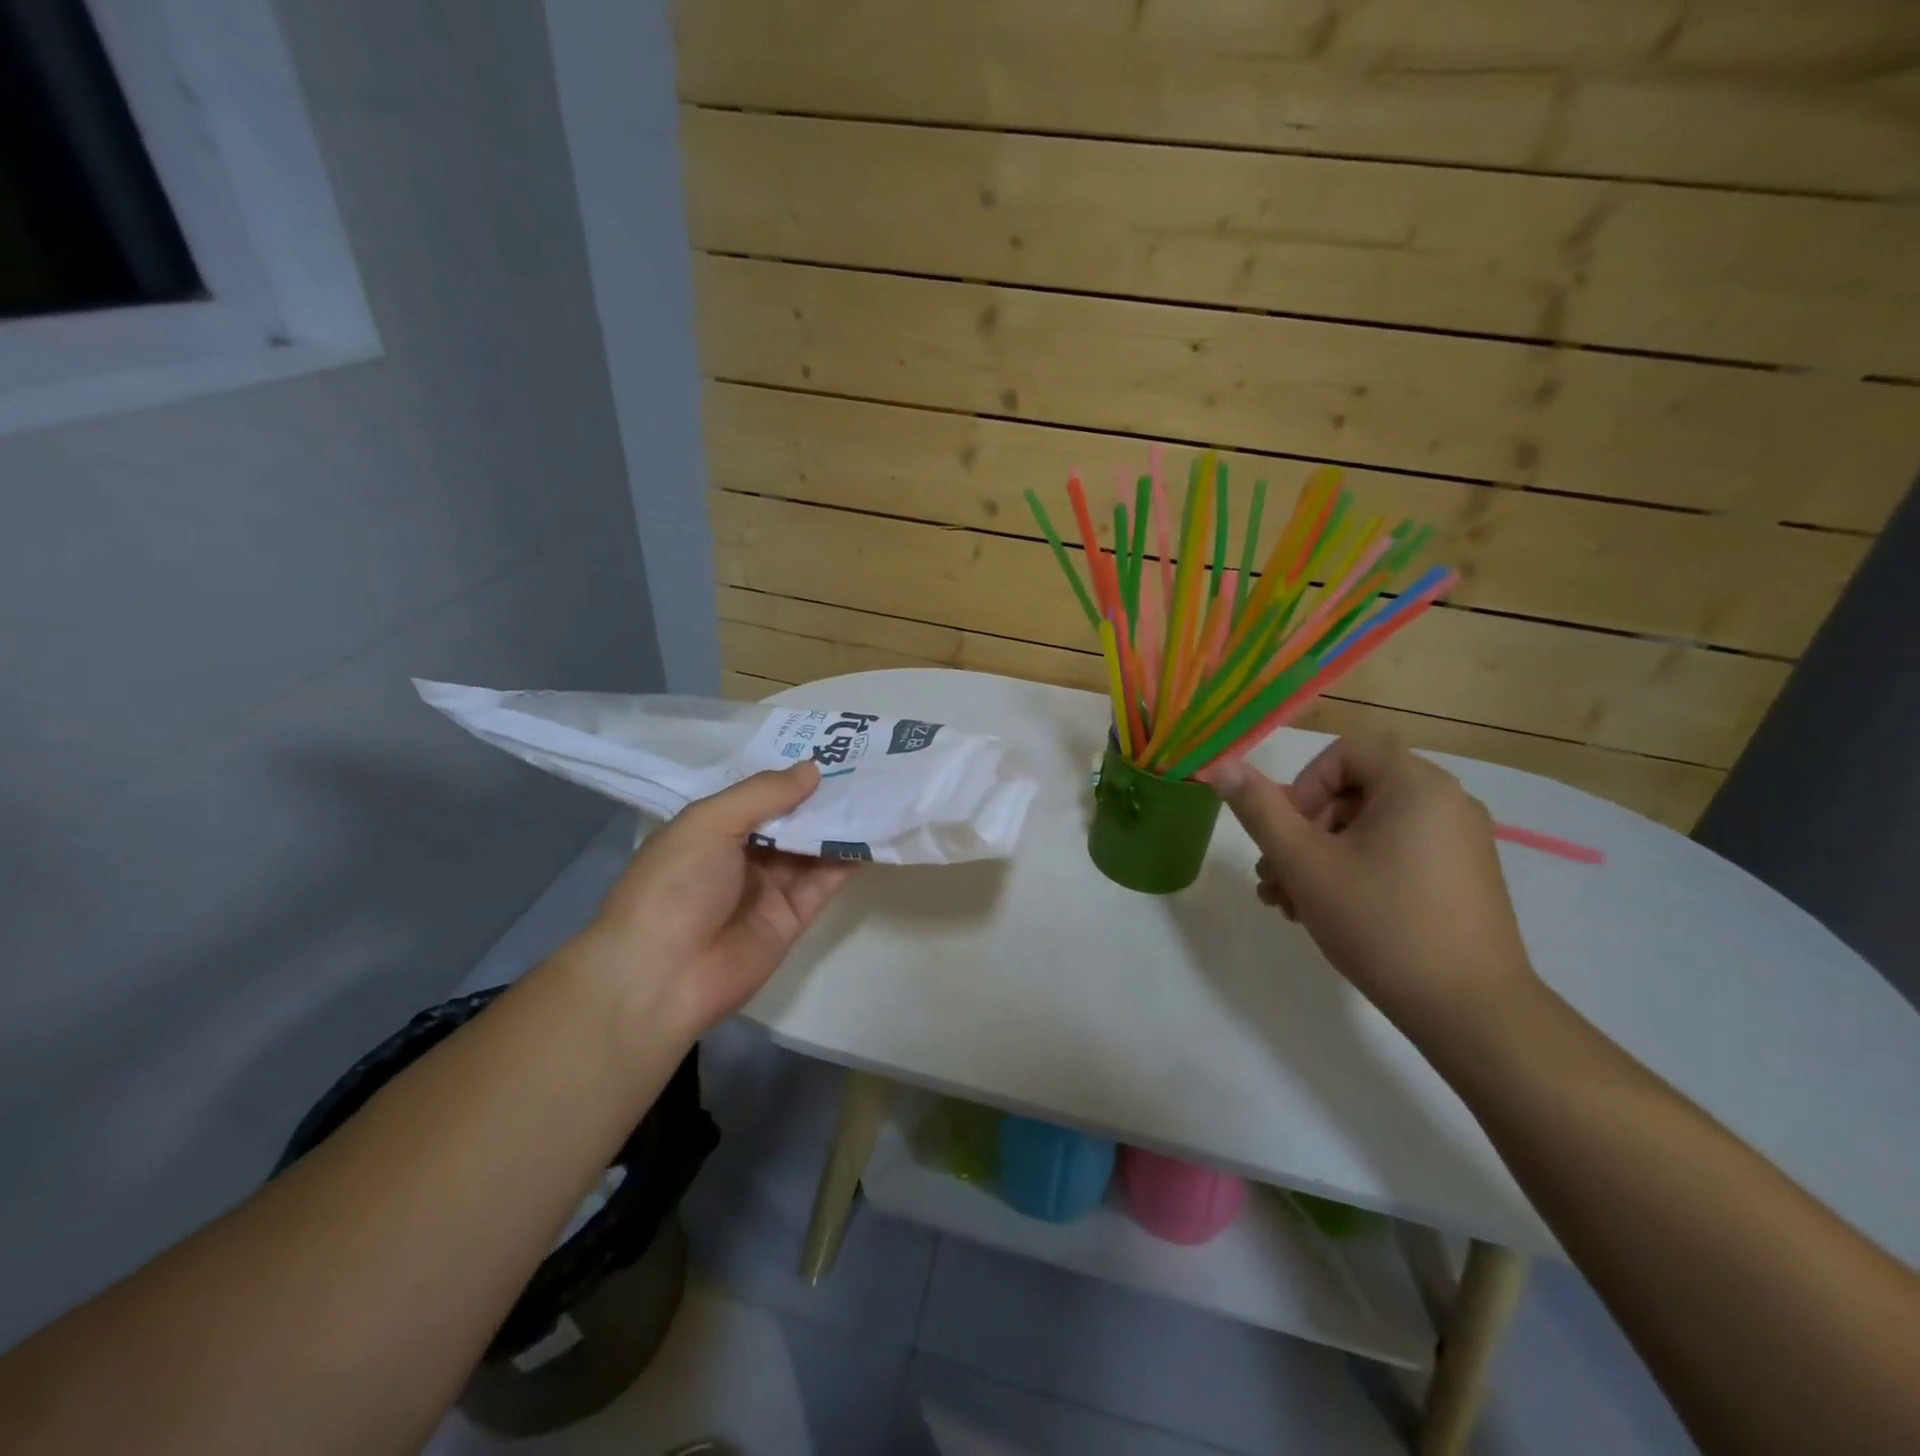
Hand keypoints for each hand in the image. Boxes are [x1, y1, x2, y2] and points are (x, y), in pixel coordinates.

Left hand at [579, 762, 856, 1034]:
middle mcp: (741, 855)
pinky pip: (824, 882)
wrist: (663, 976)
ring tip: (879, 790)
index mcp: (711, 829)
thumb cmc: (675, 885)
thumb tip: (812, 769)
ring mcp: (768, 888)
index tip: (830, 747)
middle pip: (790, 820)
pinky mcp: (793, 918)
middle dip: (822, 796)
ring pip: (811, 848)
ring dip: (841, 823)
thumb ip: (763, 794)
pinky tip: (875, 832)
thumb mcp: (709, 823)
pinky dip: (848, 859)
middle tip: (866, 764)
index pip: (758, 795)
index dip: (790, 774)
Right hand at [1208, 736, 1536, 1042]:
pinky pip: (1397, 852)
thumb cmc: (1380, 923)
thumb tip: (1223, 766)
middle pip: (1353, 792)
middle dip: (1304, 830)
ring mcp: (1460, 842)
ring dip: (1321, 855)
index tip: (1289, 836)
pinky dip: (1357, 870)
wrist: (1469, 1011)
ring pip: (1370, 827)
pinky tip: (1329, 912)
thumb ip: (1260, 810)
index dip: (1303, 787)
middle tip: (1278, 877)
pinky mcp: (1463, 877)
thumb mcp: (1304, 864)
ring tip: (1291, 902)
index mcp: (1416, 785)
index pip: (1344, 754)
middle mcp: (1446, 802)